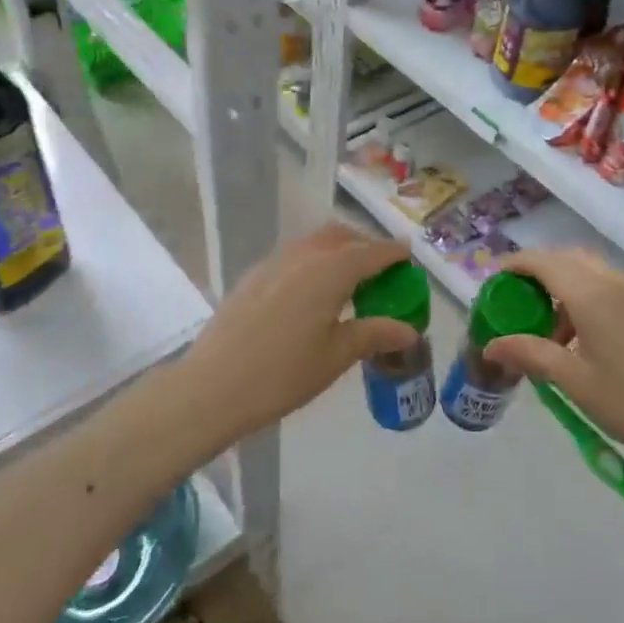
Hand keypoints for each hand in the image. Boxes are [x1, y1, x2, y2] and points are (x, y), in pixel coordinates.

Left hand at [174, 223, 417, 447]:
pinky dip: (313, 260)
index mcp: (330, 271)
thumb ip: (375, 334)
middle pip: (341, 236)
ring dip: (337, 249)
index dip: (393, 253)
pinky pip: (293, 255)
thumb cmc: (283, 373)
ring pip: (314, 242)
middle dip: (364, 244)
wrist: (213, 386)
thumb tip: (409, 329)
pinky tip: (312, 291)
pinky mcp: (253, 276)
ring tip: (349, 279)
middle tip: (381, 268)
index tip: (409, 257)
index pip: (371, 252)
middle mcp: (303, 255)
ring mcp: (273, 262)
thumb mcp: (336, 356)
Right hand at [484, 248, 623, 462]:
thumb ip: (530, 354)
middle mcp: (612, 282)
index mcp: (590, 294)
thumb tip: (490, 346)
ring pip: (587, 271)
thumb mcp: (573, 381)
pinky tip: (578, 337)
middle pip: (565, 258)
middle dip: (536, 272)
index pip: (542, 261)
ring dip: (561, 285)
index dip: (514, 265)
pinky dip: (583, 296)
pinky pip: (606, 286)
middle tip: (515, 302)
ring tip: (546, 328)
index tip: (492, 282)